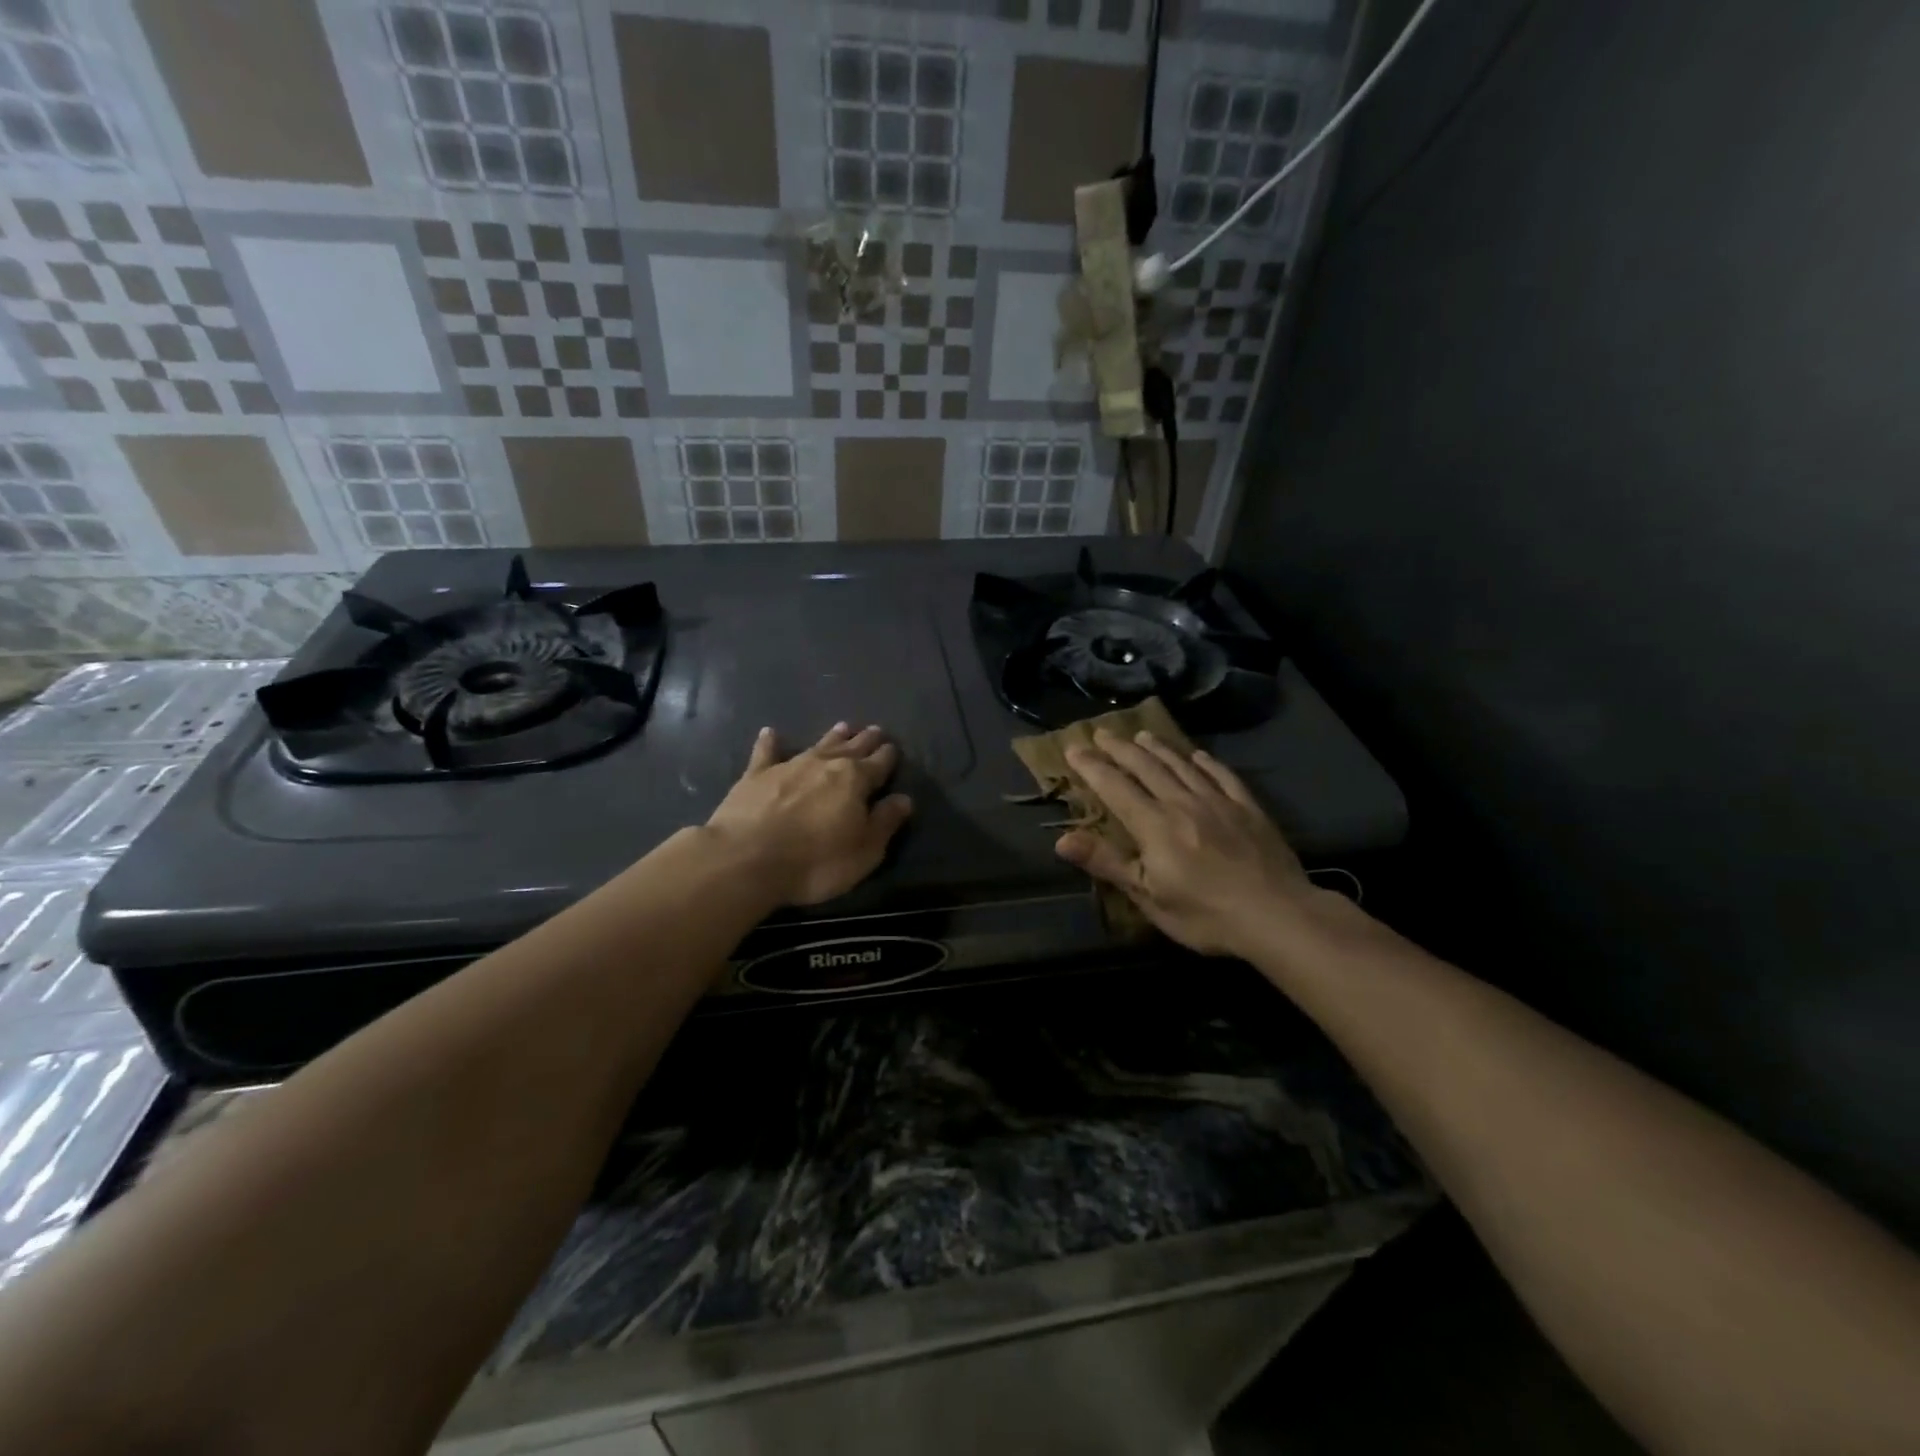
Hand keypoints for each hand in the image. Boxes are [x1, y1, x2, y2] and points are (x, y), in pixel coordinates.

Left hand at [706, 723, 912, 906]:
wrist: (746, 859)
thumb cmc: (815, 861)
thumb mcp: (864, 851)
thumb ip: (885, 822)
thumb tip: (904, 799)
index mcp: (855, 780)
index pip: (879, 764)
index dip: (888, 756)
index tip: (893, 748)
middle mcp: (825, 764)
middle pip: (851, 748)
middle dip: (865, 740)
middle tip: (875, 730)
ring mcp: (789, 766)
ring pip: (817, 745)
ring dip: (832, 737)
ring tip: (843, 726)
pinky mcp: (756, 775)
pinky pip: (766, 752)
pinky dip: (770, 742)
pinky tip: (770, 732)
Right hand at [1056, 728, 1314, 956]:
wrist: (1278, 915)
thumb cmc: (1206, 915)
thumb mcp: (1149, 897)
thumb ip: (1107, 863)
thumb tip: (1062, 839)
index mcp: (1154, 825)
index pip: (1114, 787)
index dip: (1092, 767)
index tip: (1073, 749)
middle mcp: (1182, 803)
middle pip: (1146, 767)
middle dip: (1120, 749)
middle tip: (1102, 732)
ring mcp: (1218, 802)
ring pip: (1181, 765)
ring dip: (1158, 748)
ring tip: (1142, 734)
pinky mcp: (1248, 808)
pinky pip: (1223, 776)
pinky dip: (1206, 763)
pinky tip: (1198, 755)